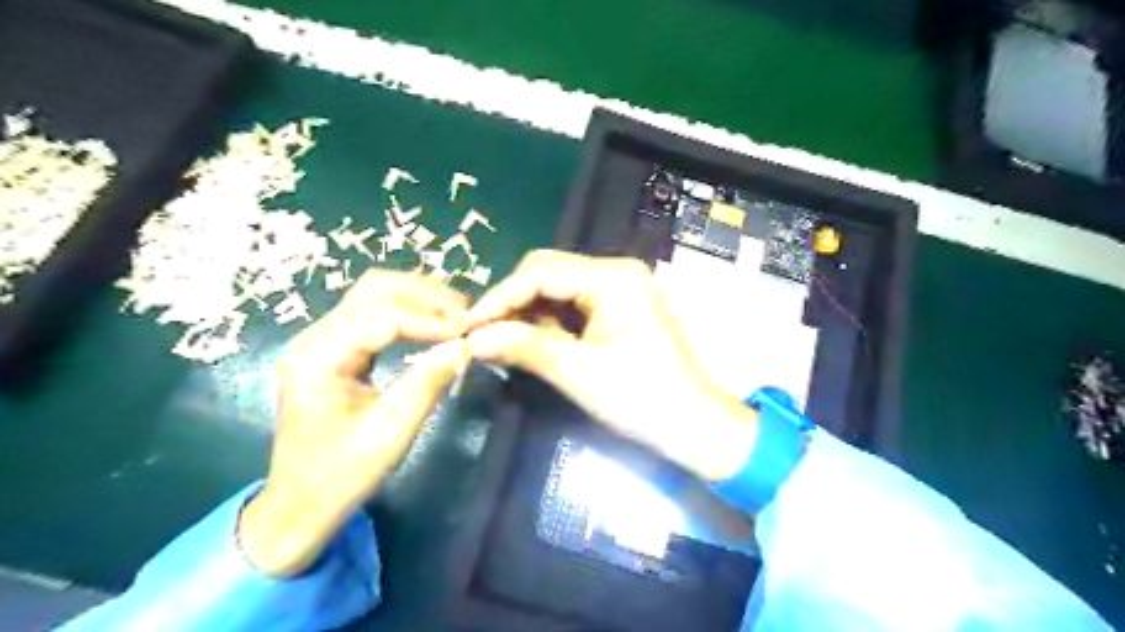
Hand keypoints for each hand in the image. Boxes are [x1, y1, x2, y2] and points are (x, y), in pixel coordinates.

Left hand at [239, 268, 467, 573]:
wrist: (301, 502)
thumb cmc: (342, 474)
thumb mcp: (391, 433)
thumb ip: (427, 383)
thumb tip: (465, 346)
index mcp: (317, 359)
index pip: (381, 317)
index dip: (429, 319)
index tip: (468, 331)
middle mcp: (314, 337)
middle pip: (374, 290)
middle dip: (425, 296)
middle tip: (467, 314)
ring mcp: (321, 339)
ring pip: (374, 293)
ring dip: (419, 297)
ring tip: (457, 313)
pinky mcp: (335, 346)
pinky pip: (374, 311)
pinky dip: (409, 310)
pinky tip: (434, 321)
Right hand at [467, 252, 753, 483]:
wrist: (691, 425)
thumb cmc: (641, 398)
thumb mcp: (578, 372)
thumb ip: (524, 347)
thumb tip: (473, 339)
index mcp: (613, 277)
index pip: (540, 272)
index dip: (499, 297)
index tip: (467, 328)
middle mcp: (615, 272)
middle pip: (546, 272)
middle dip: (512, 302)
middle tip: (483, 336)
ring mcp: (618, 289)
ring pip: (555, 288)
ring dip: (526, 312)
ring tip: (501, 343)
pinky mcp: (616, 308)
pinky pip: (570, 305)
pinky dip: (546, 322)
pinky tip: (529, 342)